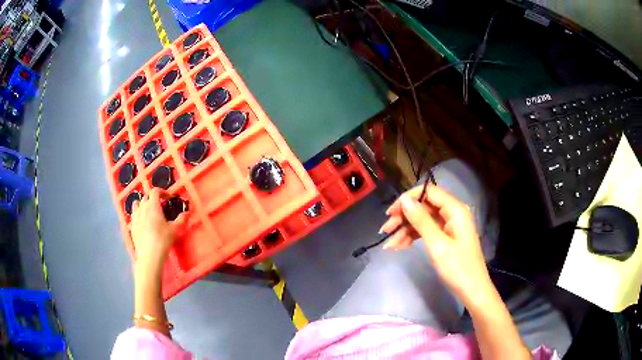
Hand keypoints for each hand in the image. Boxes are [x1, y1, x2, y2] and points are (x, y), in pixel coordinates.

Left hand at [130, 188, 187, 269]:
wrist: (149, 255)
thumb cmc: (163, 240)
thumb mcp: (175, 230)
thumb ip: (181, 219)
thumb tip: (187, 213)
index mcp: (153, 206)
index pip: (155, 191)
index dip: (162, 192)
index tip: (168, 198)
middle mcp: (142, 208)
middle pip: (146, 196)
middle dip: (153, 198)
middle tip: (160, 205)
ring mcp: (135, 217)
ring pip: (137, 204)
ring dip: (143, 204)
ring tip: (149, 211)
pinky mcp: (132, 226)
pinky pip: (133, 215)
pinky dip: (138, 214)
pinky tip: (143, 222)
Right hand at [380, 185, 491, 302]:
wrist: (472, 290)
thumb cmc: (457, 268)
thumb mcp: (437, 244)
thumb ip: (421, 220)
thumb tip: (404, 199)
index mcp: (455, 209)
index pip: (429, 192)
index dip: (408, 198)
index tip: (391, 212)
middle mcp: (453, 213)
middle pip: (424, 206)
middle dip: (404, 217)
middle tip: (385, 230)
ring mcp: (449, 226)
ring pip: (423, 220)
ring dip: (405, 230)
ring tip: (389, 245)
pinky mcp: (446, 237)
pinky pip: (427, 231)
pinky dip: (413, 237)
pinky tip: (399, 247)